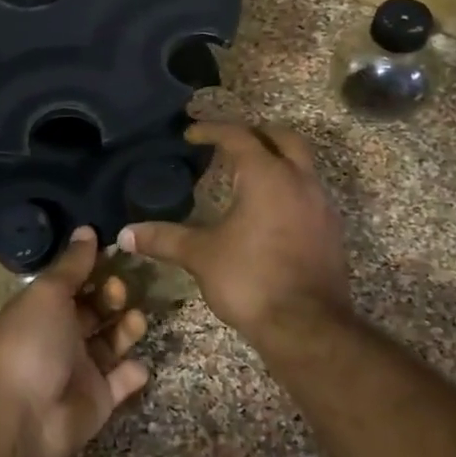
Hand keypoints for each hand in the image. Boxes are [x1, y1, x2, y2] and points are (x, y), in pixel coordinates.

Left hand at [0, 227, 149, 456]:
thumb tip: (86, 229)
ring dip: (127, 328)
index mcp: (42, 309)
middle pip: (95, 310)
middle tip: (121, 292)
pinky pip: (122, 380)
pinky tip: (135, 364)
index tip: (118, 252)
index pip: (72, 282)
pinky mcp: (99, 398)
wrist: (25, 417)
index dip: (93, 267)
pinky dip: (132, 372)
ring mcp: (81, 368)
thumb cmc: (32, 344)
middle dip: (112, 296)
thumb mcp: (48, 294)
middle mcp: (61, 336)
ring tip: (136, 320)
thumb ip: (72, 264)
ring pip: (112, 341)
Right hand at [119, 122, 350, 343]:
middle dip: (254, 133)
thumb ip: (164, 238)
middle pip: (282, 138)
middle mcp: (299, 181)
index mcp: (266, 176)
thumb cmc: (251, 280)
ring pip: (302, 164)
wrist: (307, 327)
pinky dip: (288, 187)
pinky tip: (268, 210)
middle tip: (228, 142)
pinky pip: (309, 192)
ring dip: (276, 160)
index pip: (239, 136)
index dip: (212, 130)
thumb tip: (124, 234)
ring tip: (246, 175)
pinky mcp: (331, 230)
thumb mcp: (201, 256)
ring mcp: (321, 205)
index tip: (191, 133)